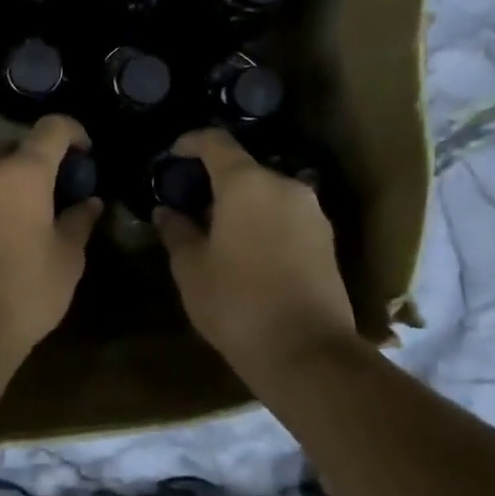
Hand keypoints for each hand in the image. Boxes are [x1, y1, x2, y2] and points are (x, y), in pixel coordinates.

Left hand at [0, 116, 102, 360]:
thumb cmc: (25, 292)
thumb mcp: (67, 259)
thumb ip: (79, 221)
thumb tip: (89, 202)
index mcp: (22, 173)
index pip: (51, 129)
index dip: (74, 132)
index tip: (86, 154)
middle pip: (17, 148)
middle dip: (40, 161)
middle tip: (58, 191)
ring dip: (12, 183)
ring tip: (29, 217)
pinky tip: (0, 236)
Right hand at [154, 129, 356, 368]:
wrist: (308, 353)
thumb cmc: (238, 303)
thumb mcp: (192, 269)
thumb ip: (177, 232)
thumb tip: (166, 211)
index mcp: (246, 183)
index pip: (215, 142)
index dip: (191, 142)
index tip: (173, 154)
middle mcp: (284, 186)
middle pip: (244, 169)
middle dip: (215, 181)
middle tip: (191, 205)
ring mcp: (311, 211)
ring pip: (267, 193)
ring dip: (242, 204)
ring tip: (219, 232)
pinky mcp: (327, 239)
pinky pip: (286, 215)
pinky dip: (264, 221)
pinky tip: (249, 251)